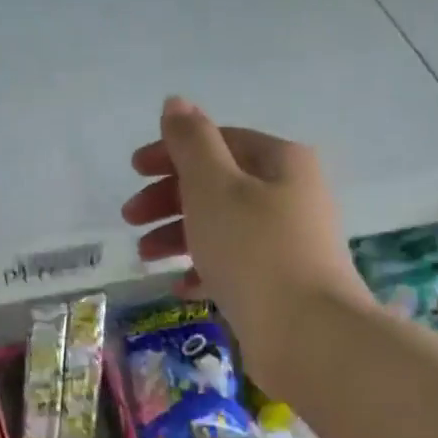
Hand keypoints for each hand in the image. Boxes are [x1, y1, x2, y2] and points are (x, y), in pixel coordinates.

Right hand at [121, 97, 366, 395]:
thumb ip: (191, 143)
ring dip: (179, 235)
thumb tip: (175, 103)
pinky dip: (204, 268)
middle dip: (169, 198)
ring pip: (223, 226)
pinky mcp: (283, 282)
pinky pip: (235, 264)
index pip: (219, 142)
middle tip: (129, 218)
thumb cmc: (254, 250)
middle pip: (218, 184)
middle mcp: (291, 195)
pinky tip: (181, 286)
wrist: (307, 334)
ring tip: (145, 257)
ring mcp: (290, 241)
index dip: (171, 152)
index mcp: (281, 162)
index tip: (132, 172)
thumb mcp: (214, 187)